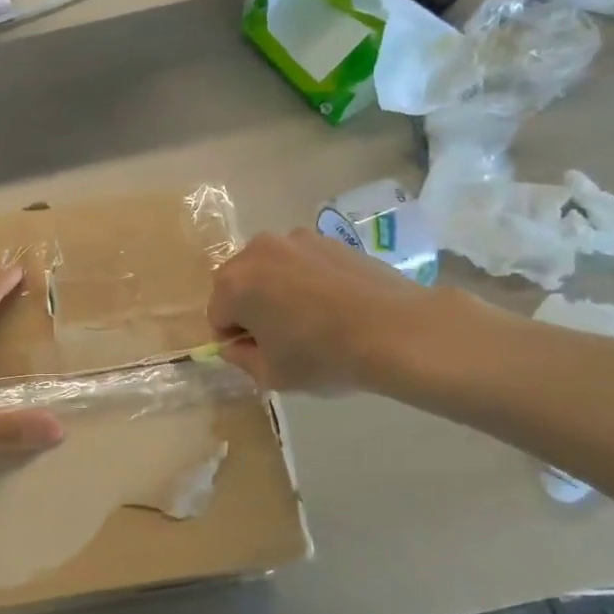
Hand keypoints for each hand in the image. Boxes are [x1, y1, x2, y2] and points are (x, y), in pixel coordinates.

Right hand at [208, 230, 478, 396]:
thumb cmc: (323, 356)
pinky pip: (301, 262)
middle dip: (250, 308)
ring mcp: (295, 239)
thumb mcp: (271, 374)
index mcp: (234, 284)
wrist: (395, 330)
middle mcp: (257, 251)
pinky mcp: (328, 238)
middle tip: (282, 336)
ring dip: (276, 290)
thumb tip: (235, 346)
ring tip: (310, 317)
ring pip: (270, 269)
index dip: (235, 339)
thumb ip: (241, 359)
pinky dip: (305, 279)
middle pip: (239, 284)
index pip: (217, 316)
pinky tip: (333, 303)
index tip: (260, 354)